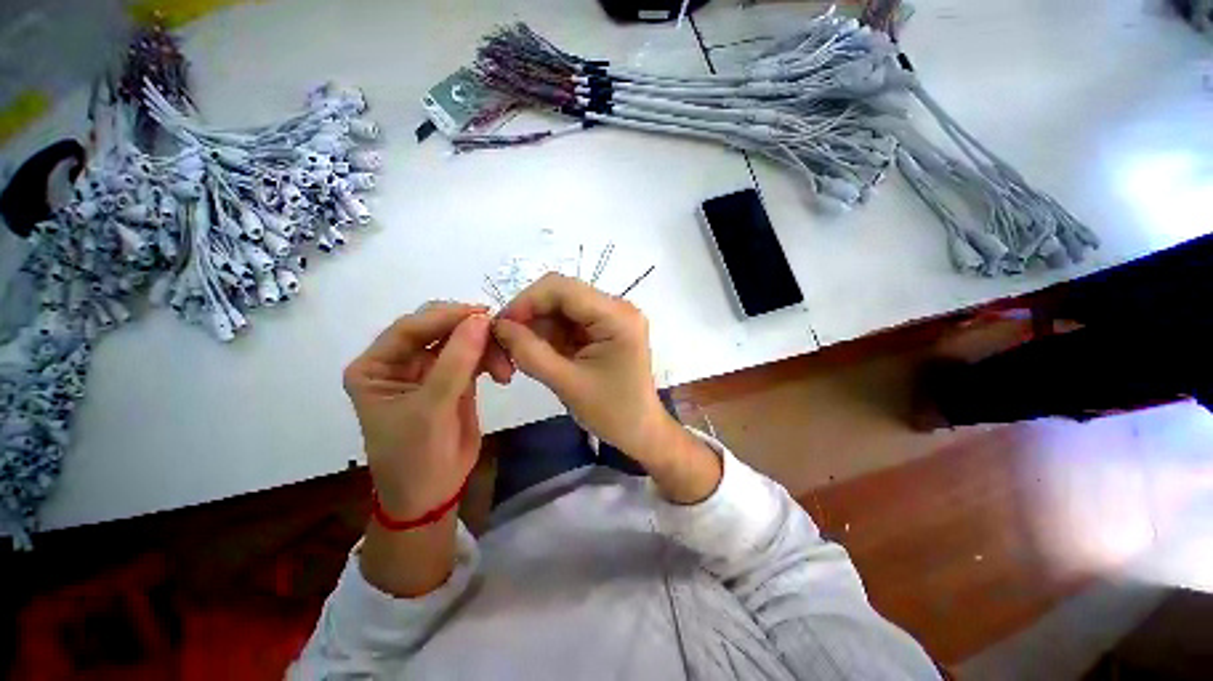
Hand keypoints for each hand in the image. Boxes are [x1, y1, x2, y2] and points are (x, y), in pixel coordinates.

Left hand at [343, 302, 511, 518]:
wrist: (433, 493)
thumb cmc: (416, 455)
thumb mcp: (431, 408)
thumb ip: (456, 362)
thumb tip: (482, 319)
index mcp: (377, 366)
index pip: (410, 329)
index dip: (446, 317)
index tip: (483, 313)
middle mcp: (400, 362)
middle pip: (438, 329)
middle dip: (470, 331)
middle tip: (501, 336)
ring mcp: (430, 370)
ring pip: (461, 342)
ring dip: (486, 348)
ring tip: (506, 367)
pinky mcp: (454, 379)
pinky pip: (474, 358)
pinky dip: (491, 359)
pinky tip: (504, 372)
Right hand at [492, 273, 673, 463]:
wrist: (640, 431)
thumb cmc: (612, 412)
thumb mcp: (567, 383)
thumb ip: (530, 352)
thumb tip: (498, 325)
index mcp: (616, 316)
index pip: (562, 288)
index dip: (525, 302)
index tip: (500, 328)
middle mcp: (616, 308)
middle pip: (560, 296)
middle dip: (528, 317)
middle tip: (504, 346)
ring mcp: (611, 317)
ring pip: (560, 309)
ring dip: (535, 329)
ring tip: (518, 357)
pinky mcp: (604, 330)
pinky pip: (568, 323)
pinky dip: (548, 337)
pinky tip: (538, 356)